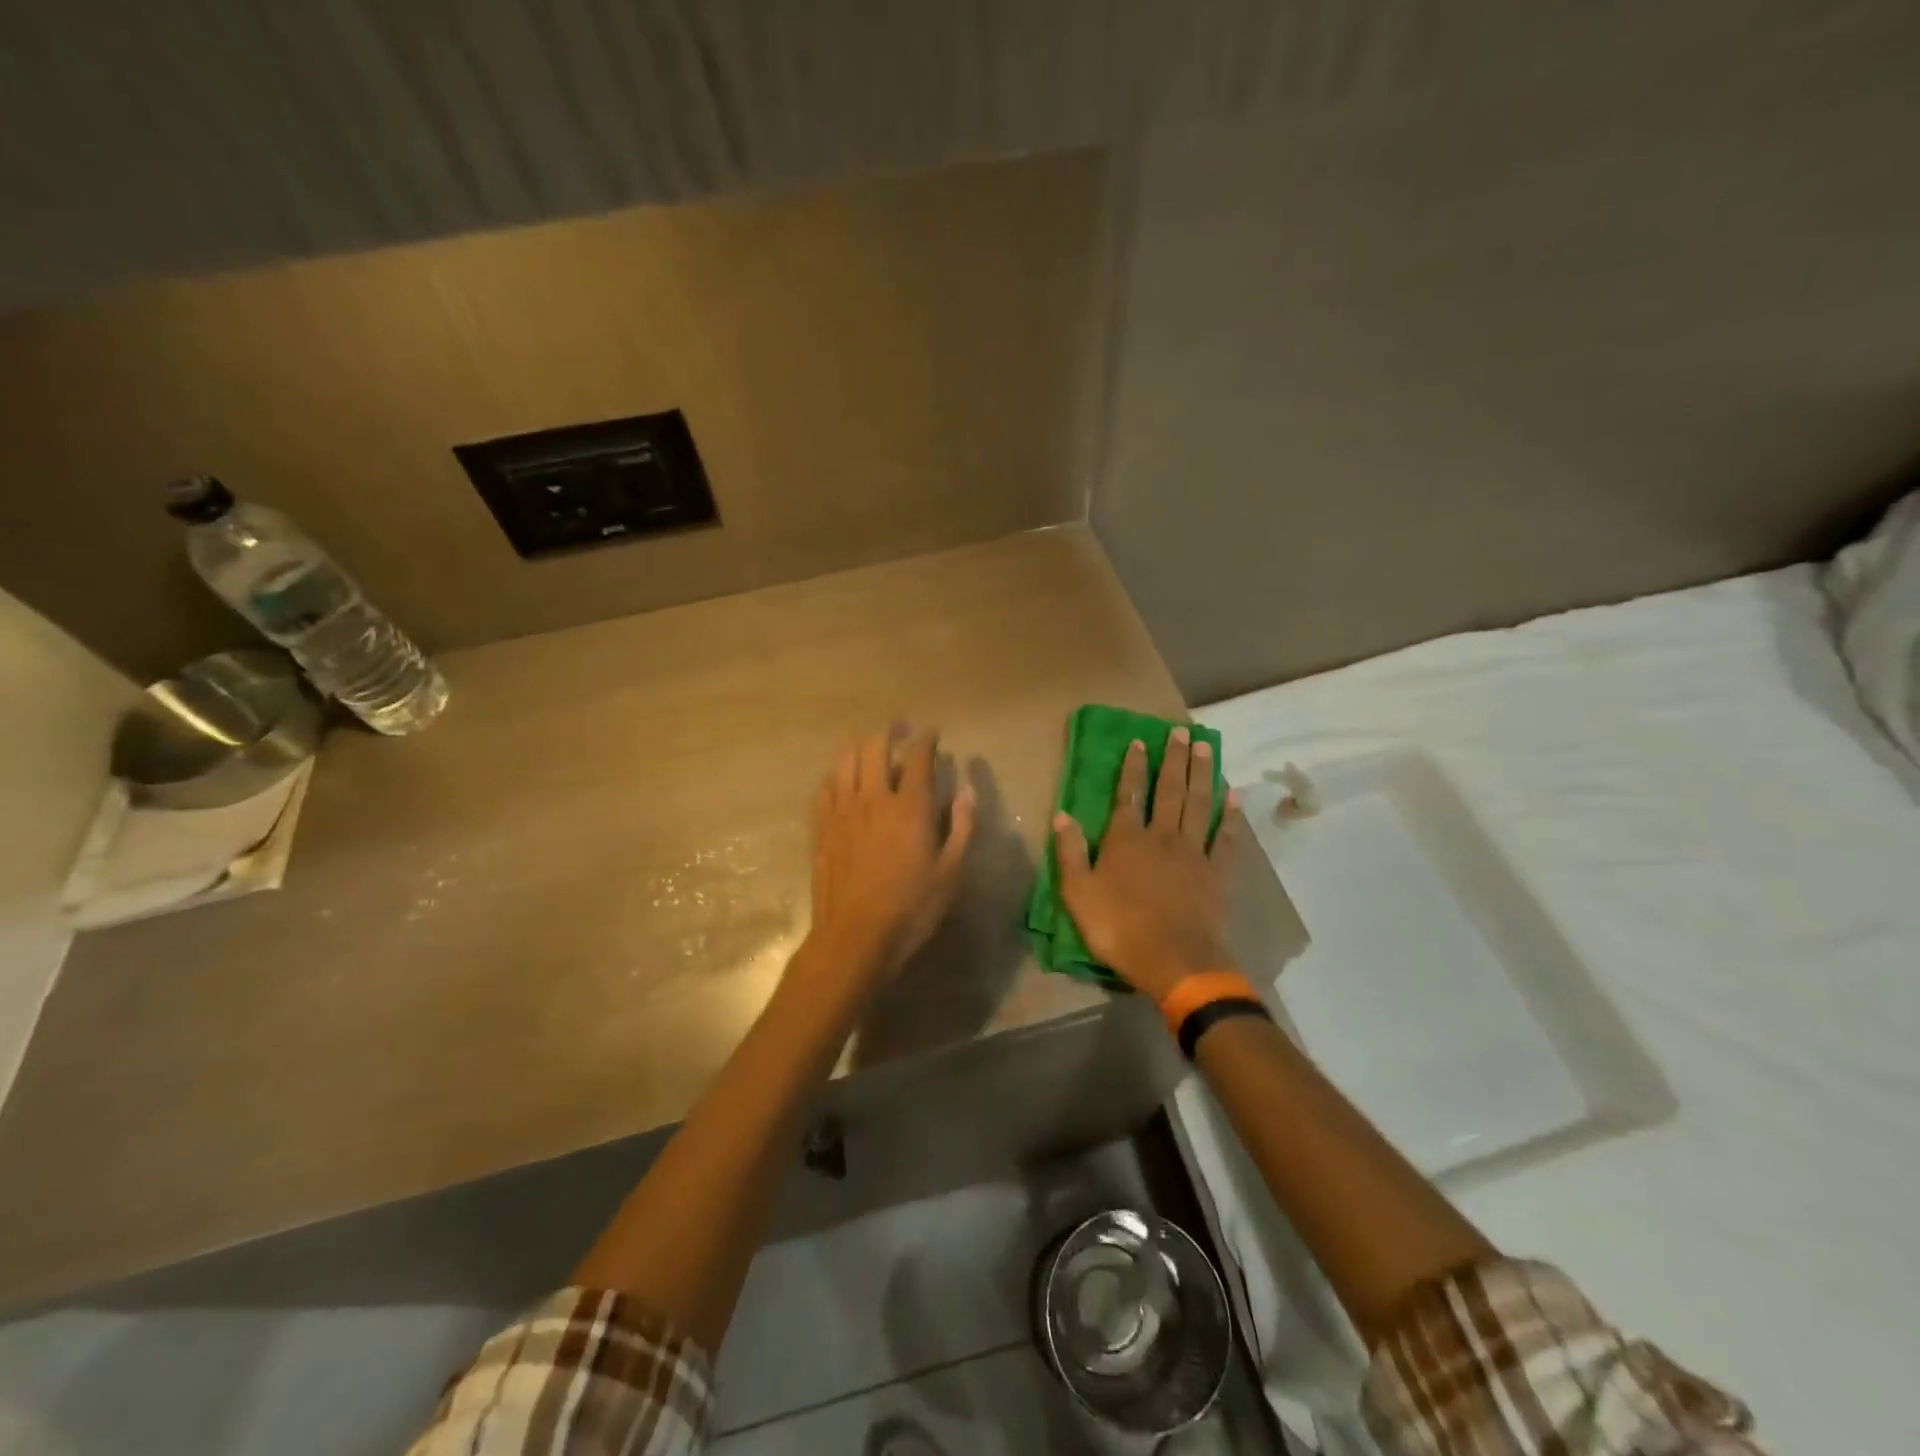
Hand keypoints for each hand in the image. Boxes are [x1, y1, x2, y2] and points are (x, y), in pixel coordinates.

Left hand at [805, 726, 976, 987]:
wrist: (854, 937)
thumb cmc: (911, 908)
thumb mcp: (951, 873)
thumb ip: (962, 828)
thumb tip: (966, 793)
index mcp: (910, 807)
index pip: (917, 758)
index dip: (926, 739)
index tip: (932, 732)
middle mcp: (873, 798)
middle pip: (875, 747)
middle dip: (889, 730)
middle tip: (900, 728)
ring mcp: (842, 811)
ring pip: (845, 759)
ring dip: (859, 744)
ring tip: (870, 744)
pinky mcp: (822, 827)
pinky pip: (826, 786)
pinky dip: (837, 772)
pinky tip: (843, 776)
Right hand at [1053, 728, 1239, 1001]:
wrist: (1175, 961)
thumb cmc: (1119, 928)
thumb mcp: (1078, 894)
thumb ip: (1070, 852)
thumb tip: (1062, 814)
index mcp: (1127, 839)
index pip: (1129, 794)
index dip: (1133, 767)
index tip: (1140, 741)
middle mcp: (1162, 836)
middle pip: (1169, 790)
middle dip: (1173, 759)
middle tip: (1182, 731)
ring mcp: (1193, 852)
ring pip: (1199, 804)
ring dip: (1201, 774)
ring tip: (1205, 747)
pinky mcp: (1217, 873)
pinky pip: (1225, 838)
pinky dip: (1230, 816)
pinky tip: (1233, 796)